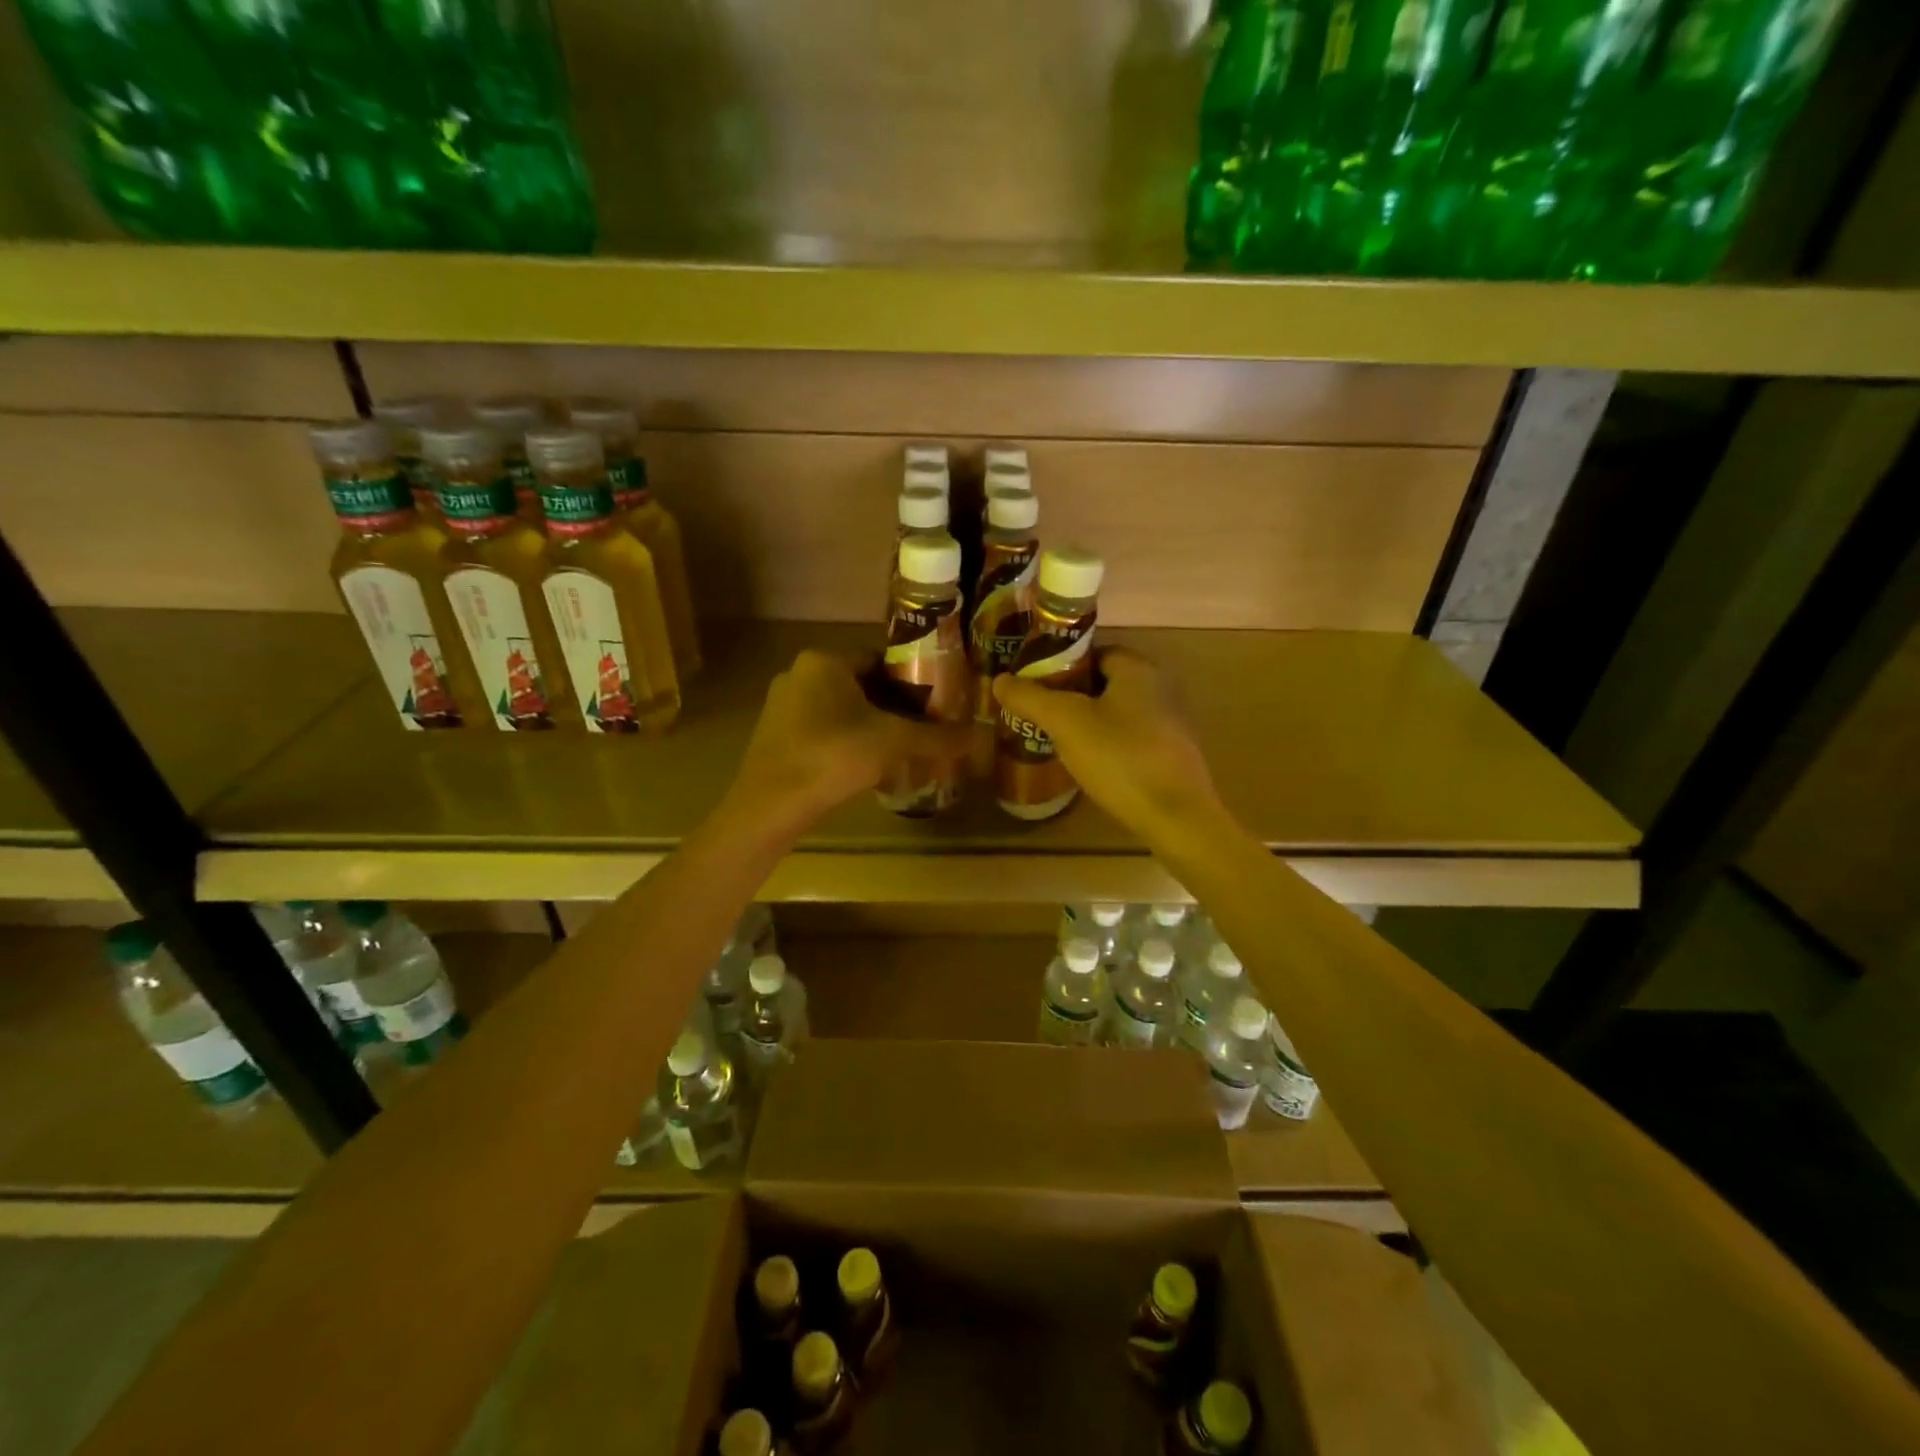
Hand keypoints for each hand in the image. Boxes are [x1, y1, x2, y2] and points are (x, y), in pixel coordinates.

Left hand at [725, 649, 971, 830]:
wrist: (770, 806)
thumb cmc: (832, 757)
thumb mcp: (893, 743)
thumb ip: (937, 737)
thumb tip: (982, 735)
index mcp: (825, 660)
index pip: (881, 660)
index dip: (912, 681)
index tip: (936, 705)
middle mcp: (799, 673)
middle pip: (862, 685)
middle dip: (893, 707)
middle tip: (923, 730)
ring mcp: (783, 705)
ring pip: (841, 709)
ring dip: (870, 726)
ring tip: (899, 750)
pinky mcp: (775, 736)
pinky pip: (822, 729)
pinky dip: (846, 742)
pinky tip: (864, 767)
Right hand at [992, 648, 1223, 842]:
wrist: (1176, 817)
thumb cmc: (1120, 758)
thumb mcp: (1066, 723)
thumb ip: (1031, 698)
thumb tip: (1000, 680)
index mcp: (1137, 669)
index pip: (1092, 651)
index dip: (1060, 665)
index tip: (1033, 686)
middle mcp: (1158, 687)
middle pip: (1102, 682)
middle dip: (1069, 696)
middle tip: (1037, 714)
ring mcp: (1167, 722)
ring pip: (1114, 712)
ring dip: (1086, 722)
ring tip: (1053, 740)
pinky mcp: (1169, 754)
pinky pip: (1128, 737)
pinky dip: (1105, 744)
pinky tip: (1085, 764)